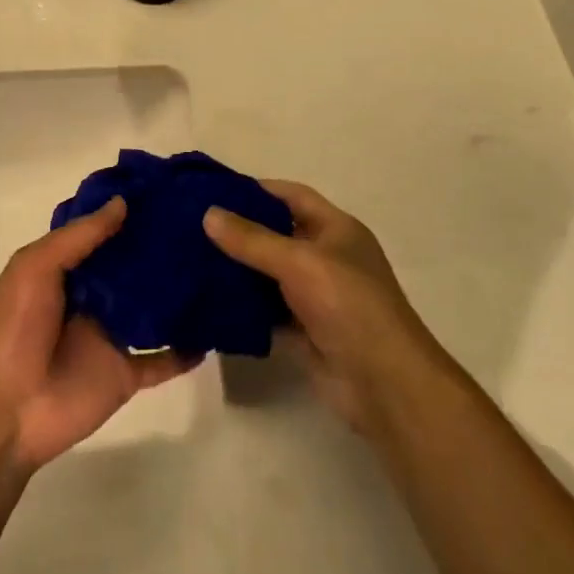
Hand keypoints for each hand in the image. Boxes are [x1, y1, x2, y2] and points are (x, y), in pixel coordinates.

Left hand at [0, 198, 192, 473]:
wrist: (3, 410)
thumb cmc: (13, 329)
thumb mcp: (35, 268)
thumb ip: (79, 237)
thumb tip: (123, 203)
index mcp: (65, 272)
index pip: (102, 236)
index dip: (128, 215)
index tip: (167, 192)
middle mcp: (91, 300)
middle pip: (132, 270)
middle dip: (162, 250)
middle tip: (206, 224)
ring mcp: (110, 338)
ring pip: (153, 311)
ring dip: (179, 295)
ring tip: (220, 267)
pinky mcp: (125, 374)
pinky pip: (162, 361)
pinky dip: (185, 351)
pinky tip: (214, 332)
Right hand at [204, 182, 445, 430]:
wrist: (383, 383)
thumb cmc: (349, 305)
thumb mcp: (300, 262)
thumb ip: (253, 240)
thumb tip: (209, 213)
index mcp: (336, 229)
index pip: (291, 196)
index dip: (256, 189)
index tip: (213, 190)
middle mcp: (326, 258)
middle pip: (276, 234)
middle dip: (238, 230)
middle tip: (191, 226)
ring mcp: (315, 296)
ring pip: (267, 275)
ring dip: (236, 270)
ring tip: (190, 261)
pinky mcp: (302, 331)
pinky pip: (265, 311)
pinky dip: (242, 307)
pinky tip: (207, 302)